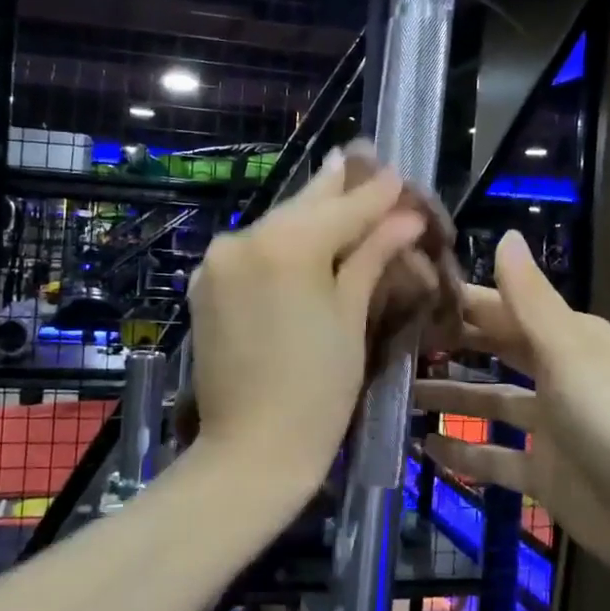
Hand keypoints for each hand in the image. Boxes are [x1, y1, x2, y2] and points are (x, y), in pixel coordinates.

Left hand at [188, 149, 431, 481]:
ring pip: (276, 225)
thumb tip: (405, 217)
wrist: (250, 451)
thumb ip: (372, 256)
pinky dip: (281, 242)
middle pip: (303, 206)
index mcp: (285, 245)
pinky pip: (252, 250)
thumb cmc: (318, 391)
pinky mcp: (205, 284)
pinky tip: (304, 234)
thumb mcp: (351, 318)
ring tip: (341, 190)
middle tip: (365, 159)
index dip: (377, 193)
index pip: (343, 207)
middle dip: (338, 189)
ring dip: (310, 214)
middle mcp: (243, 239)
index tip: (400, 174)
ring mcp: (217, 261)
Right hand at [413, 231, 609, 589]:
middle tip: (394, 341)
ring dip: (451, 398)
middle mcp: (560, 376)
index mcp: (571, 340)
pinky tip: (424, 448)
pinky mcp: (546, 473)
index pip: (506, 309)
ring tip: (399, 394)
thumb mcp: (569, 350)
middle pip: (497, 352)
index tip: (411, 293)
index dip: (462, 301)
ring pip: (492, 404)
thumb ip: (529, 299)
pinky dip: (464, 453)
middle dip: (451, 346)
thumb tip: (506, 235)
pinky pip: (496, 456)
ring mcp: (553, 427)